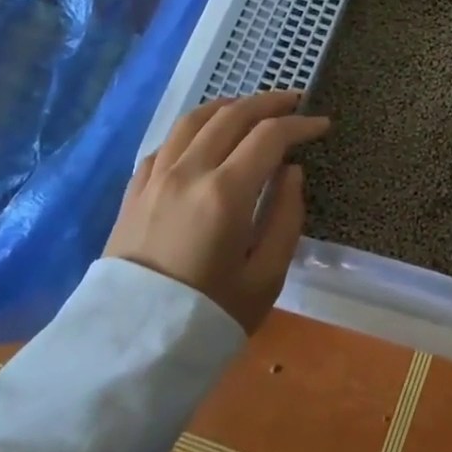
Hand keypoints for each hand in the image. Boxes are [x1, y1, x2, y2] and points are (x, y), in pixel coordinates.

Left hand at [104, 90, 330, 333]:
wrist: (130, 351)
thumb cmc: (209, 315)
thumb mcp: (266, 276)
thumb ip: (286, 216)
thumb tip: (291, 172)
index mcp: (225, 192)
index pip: (270, 136)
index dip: (300, 125)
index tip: (322, 124)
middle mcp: (188, 172)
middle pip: (232, 115)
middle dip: (269, 102)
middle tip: (295, 101)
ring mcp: (155, 179)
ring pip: (193, 120)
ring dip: (228, 106)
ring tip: (251, 108)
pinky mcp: (133, 192)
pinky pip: (165, 144)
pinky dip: (192, 130)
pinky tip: (203, 139)